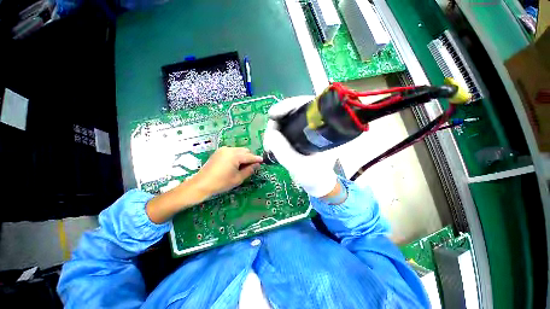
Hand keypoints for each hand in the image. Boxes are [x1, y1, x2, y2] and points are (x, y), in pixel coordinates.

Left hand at [190, 146, 262, 196]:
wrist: (201, 184)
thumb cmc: (221, 183)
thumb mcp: (238, 178)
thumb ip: (249, 170)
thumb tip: (257, 165)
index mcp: (235, 155)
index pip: (250, 156)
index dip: (257, 159)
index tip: (263, 161)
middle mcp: (229, 149)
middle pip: (245, 151)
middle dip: (250, 157)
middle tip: (251, 167)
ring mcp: (223, 150)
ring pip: (238, 150)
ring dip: (243, 156)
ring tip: (242, 166)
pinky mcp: (219, 152)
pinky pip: (232, 151)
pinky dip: (236, 156)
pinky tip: (234, 164)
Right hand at [263, 96, 337, 196]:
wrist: (318, 184)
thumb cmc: (314, 177)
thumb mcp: (298, 166)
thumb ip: (283, 151)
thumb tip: (271, 132)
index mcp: (326, 129)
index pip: (309, 104)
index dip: (290, 105)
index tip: (273, 115)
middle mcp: (318, 124)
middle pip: (295, 109)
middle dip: (277, 119)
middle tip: (269, 136)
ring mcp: (308, 129)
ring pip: (288, 118)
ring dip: (274, 128)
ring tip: (268, 143)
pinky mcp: (301, 134)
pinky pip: (286, 127)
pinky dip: (276, 132)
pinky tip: (272, 141)